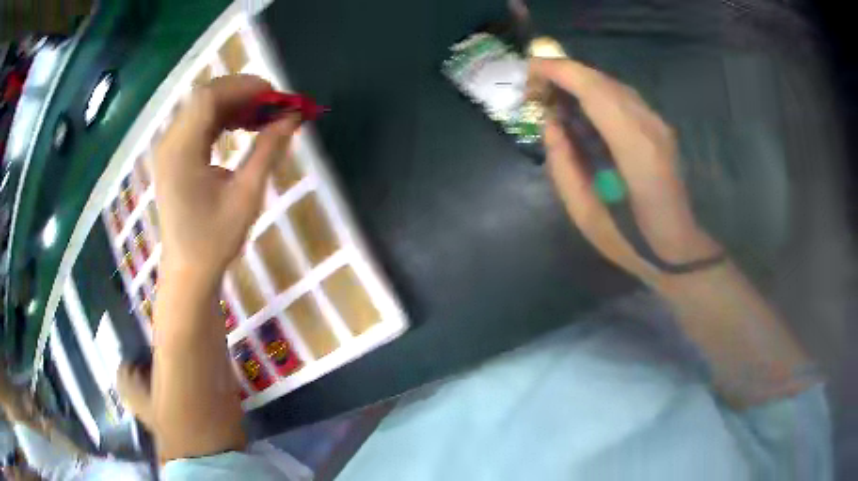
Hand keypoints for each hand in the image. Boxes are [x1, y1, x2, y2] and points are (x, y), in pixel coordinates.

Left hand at [153, 75, 300, 283]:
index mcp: (181, 150)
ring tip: (262, 116)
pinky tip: (242, 128)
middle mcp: (170, 143)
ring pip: (201, 109)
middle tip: (273, 105)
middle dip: (241, 94)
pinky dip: (222, 119)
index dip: (245, 87)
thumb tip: (293, 118)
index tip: (277, 96)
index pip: (210, 97)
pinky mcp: (173, 158)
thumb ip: (268, 150)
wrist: (188, 273)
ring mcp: (169, 150)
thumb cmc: (215, 240)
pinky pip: (197, 125)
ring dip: (233, 105)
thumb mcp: (246, 195)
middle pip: (204, 97)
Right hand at [530, 58, 721, 283]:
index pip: (594, 89)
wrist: (677, 249)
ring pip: (613, 86)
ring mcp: (658, 125)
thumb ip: (563, 164)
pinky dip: (596, 94)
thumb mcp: (584, 214)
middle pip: (602, 80)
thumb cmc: (631, 241)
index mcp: (634, 147)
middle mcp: (649, 125)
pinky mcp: (659, 128)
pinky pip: (622, 98)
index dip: (559, 71)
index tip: (527, 70)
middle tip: (534, 87)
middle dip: (564, 74)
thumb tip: (551, 125)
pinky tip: (580, 110)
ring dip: (579, 83)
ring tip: (552, 97)